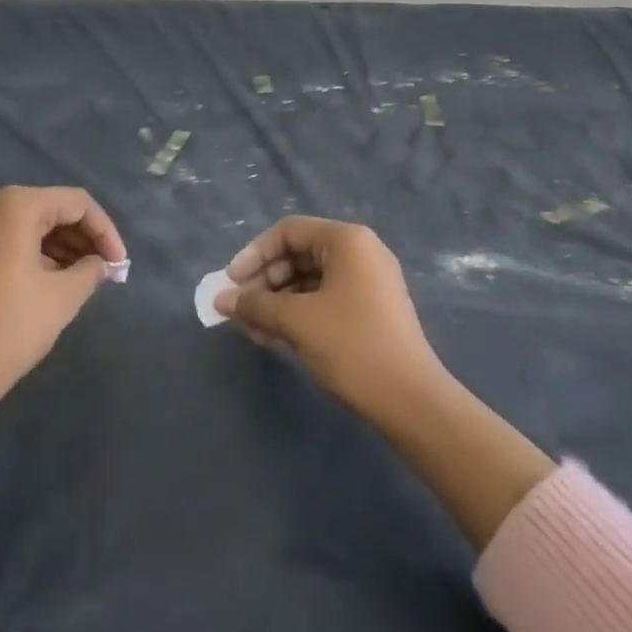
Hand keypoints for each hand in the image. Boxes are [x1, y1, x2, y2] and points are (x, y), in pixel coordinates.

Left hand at [0, 186, 126, 415]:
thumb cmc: (6, 329)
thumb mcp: (62, 298)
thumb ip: (91, 271)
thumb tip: (102, 263)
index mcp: (16, 206)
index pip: (77, 203)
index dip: (105, 231)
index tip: (120, 265)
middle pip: (52, 209)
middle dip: (84, 238)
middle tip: (106, 271)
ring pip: (31, 225)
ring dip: (62, 247)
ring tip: (85, 279)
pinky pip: (10, 240)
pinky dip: (37, 254)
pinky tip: (55, 282)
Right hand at [215, 217, 442, 417]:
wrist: (411, 400)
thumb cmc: (352, 345)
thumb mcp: (297, 321)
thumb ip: (255, 305)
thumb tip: (220, 300)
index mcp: (347, 240)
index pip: (288, 232)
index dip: (254, 254)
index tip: (230, 283)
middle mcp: (360, 252)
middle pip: (299, 254)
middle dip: (264, 281)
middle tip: (238, 309)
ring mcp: (369, 281)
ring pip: (310, 280)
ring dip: (277, 301)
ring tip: (252, 330)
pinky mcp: (371, 309)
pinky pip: (325, 299)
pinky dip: (298, 313)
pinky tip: (276, 338)